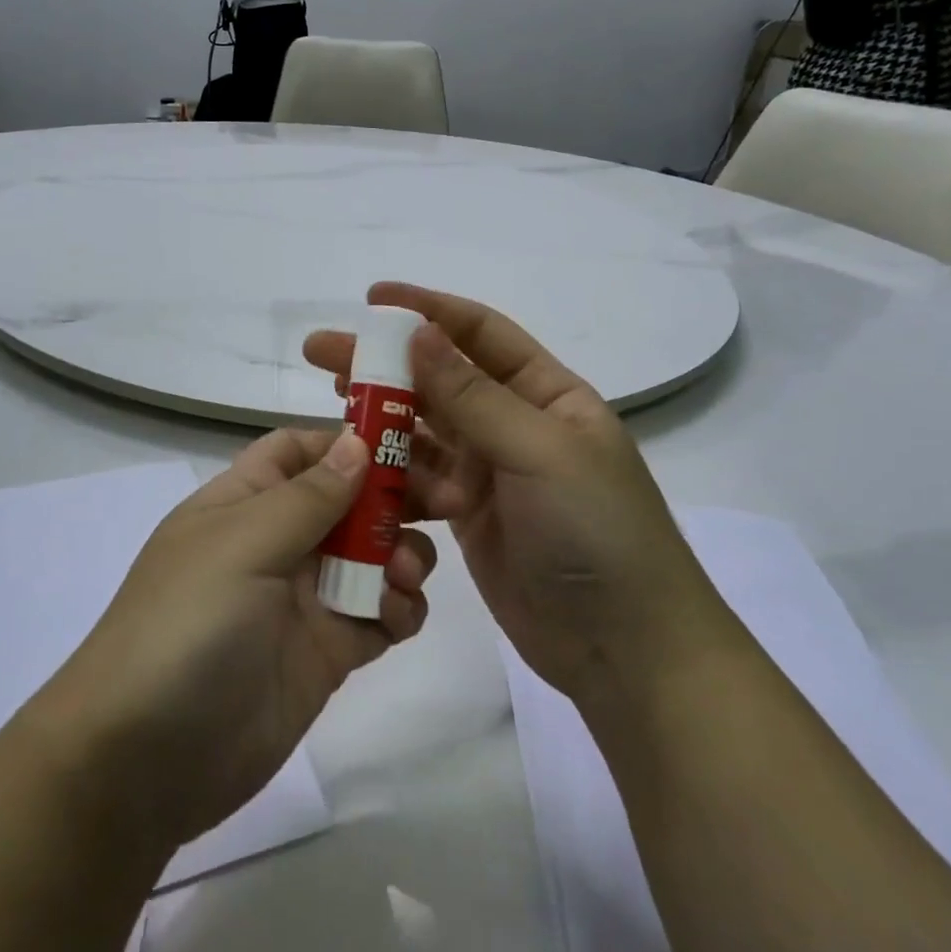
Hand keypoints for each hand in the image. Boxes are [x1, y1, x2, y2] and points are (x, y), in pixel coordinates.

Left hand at [28, 429, 435, 850]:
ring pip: (371, 555)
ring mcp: (303, 599)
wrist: (143, 763)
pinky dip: (400, 609)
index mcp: (245, 501)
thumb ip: (308, 496)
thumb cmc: (186, 625)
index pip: (301, 450)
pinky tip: (400, 617)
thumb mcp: (243, 545)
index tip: (408, 442)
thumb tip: (356, 441)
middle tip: (449, 500)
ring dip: (402, 553)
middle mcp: (277, 541)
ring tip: (406, 575)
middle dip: (397, 494)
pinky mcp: (325, 653)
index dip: (349, 440)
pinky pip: (377, 615)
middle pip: (349, 499)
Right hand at [305, 284, 714, 704]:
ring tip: (332, 406)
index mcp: (546, 393)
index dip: (427, 309)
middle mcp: (515, 423)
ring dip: (381, 417)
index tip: (372, 299)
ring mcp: (490, 472)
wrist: (628, 651)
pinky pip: (419, 481)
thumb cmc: (596, 532)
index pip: (479, 332)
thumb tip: (419, 331)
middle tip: (322, 351)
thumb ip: (473, 395)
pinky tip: (356, 471)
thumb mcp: (538, 451)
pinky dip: (391, 474)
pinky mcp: (468, 515)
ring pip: (423, 429)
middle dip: (384, 362)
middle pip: (439, 378)